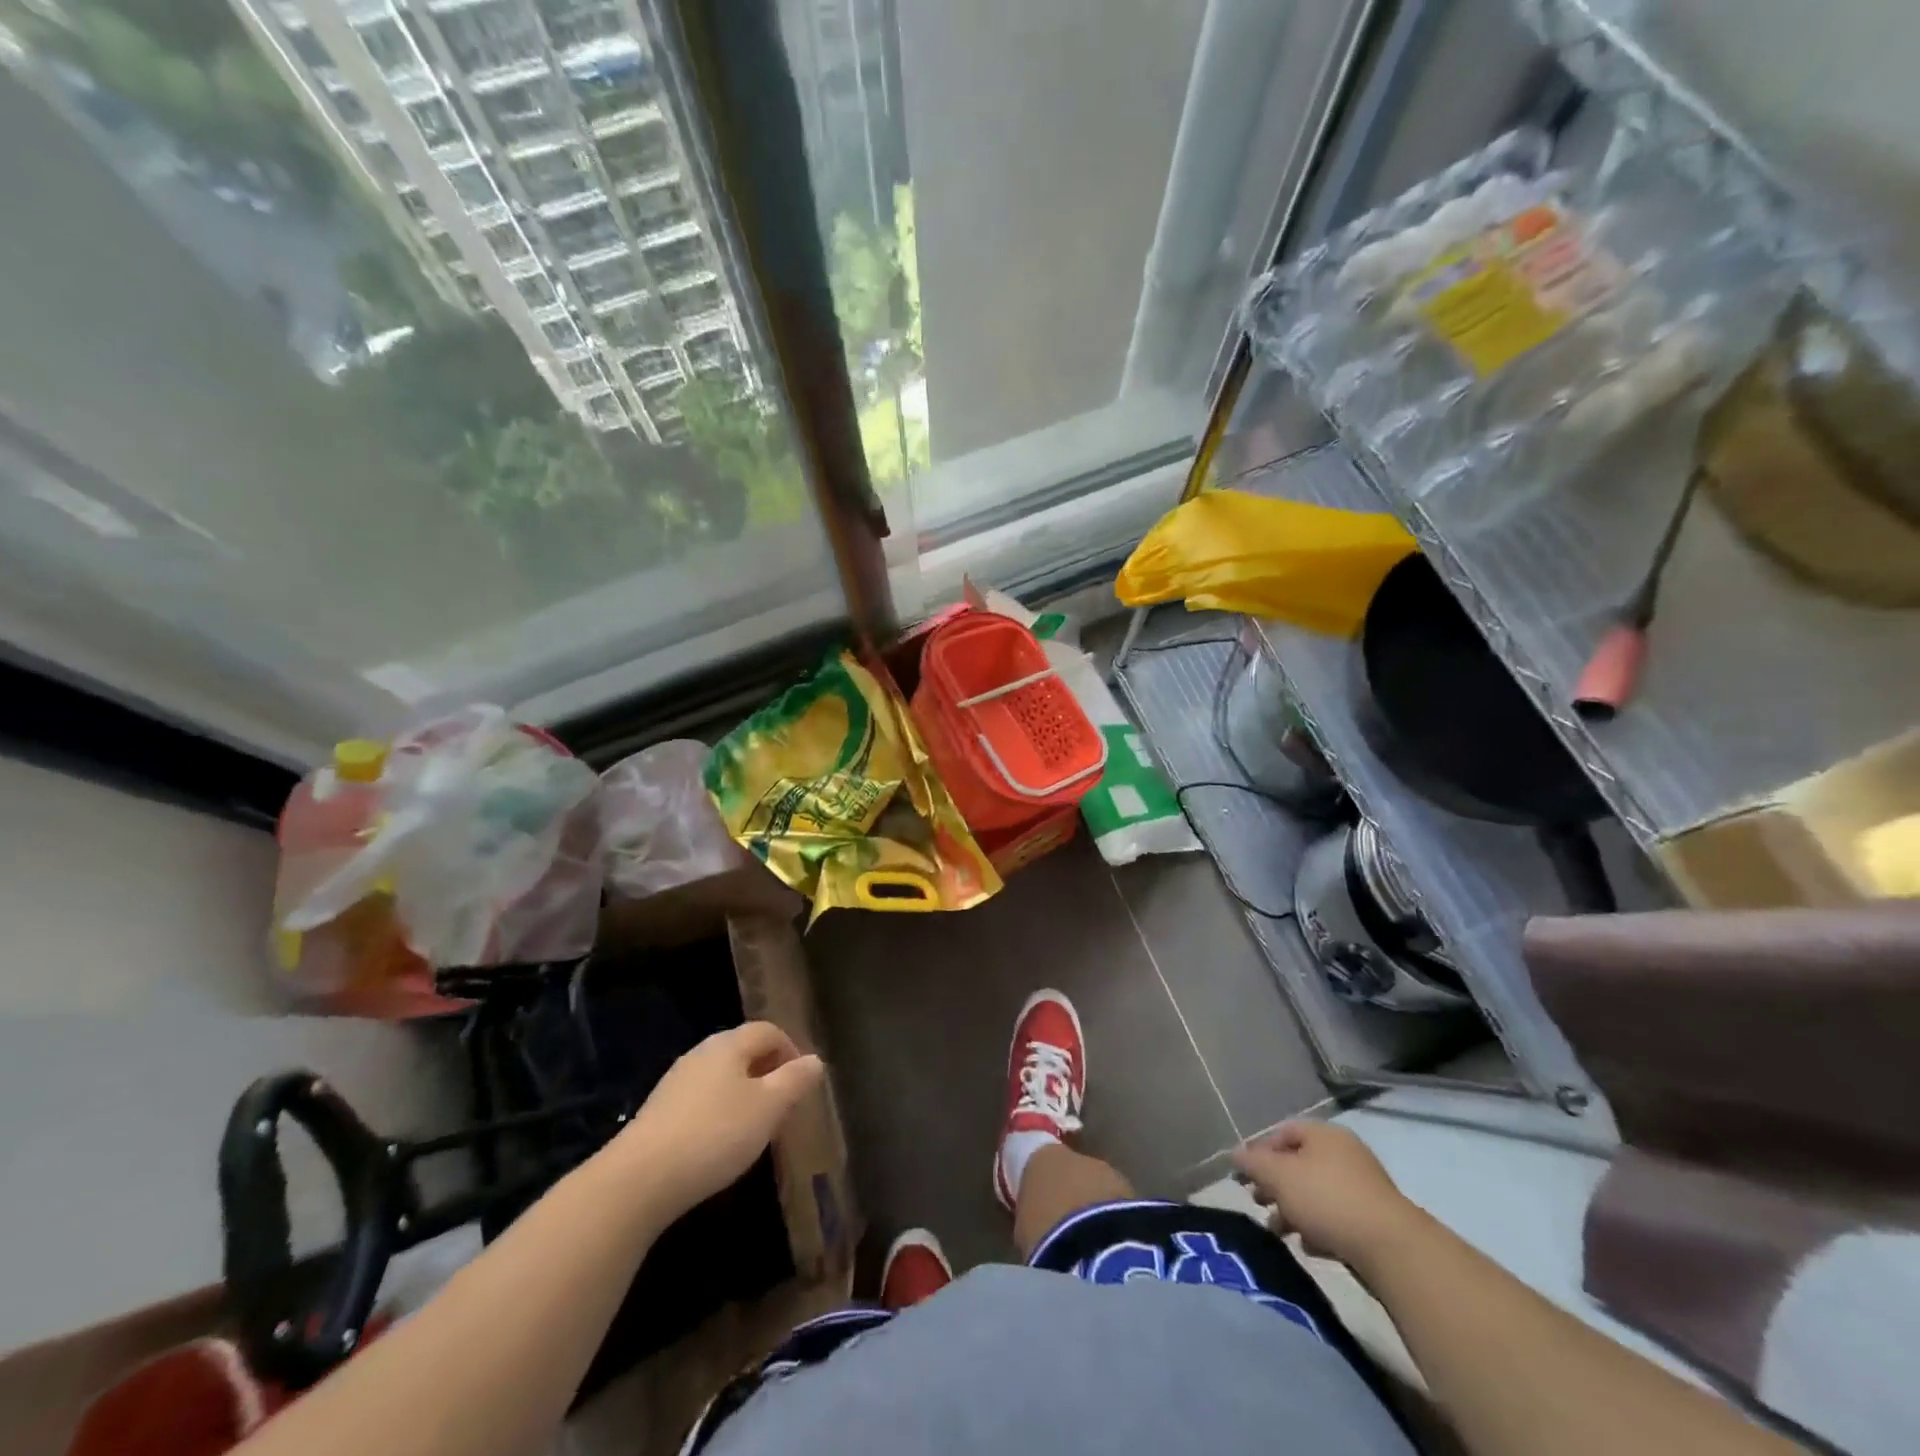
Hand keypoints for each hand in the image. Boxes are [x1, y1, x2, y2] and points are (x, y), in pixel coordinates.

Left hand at [615, 1022, 824, 1216]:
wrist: (639, 1180)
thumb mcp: (768, 1108)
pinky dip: (720, 1114)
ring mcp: (676, 1082)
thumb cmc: (715, 1134)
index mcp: (729, 1044)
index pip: (769, 1030)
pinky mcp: (659, 1112)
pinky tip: (720, 1145)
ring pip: (722, 1078)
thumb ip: (795, 1081)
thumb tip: (815, 1060)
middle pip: (744, 1052)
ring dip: (744, 1096)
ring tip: (756, 1130)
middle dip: (768, 1075)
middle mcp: (701, 1053)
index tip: (802, 1085)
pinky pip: (702, 1101)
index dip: (791, 1051)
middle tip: (784, 1109)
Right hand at [1231, 1121, 1425, 1269]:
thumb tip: (1235, 1154)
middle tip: (1258, 1203)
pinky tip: (1310, 1247)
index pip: (1282, 1132)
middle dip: (1275, 1184)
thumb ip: (1253, 1163)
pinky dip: (1318, 1227)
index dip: (1259, 1151)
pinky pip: (1336, 1216)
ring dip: (1293, 1209)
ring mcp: (1363, 1187)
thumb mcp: (1279, 1176)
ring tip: (1280, 1231)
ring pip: (1316, 1192)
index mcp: (1323, 1134)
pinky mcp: (1375, 1220)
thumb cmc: (1327, 1200)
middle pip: (1298, 1163)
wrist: (1392, 1249)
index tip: (1244, 1176)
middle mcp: (1344, 1153)